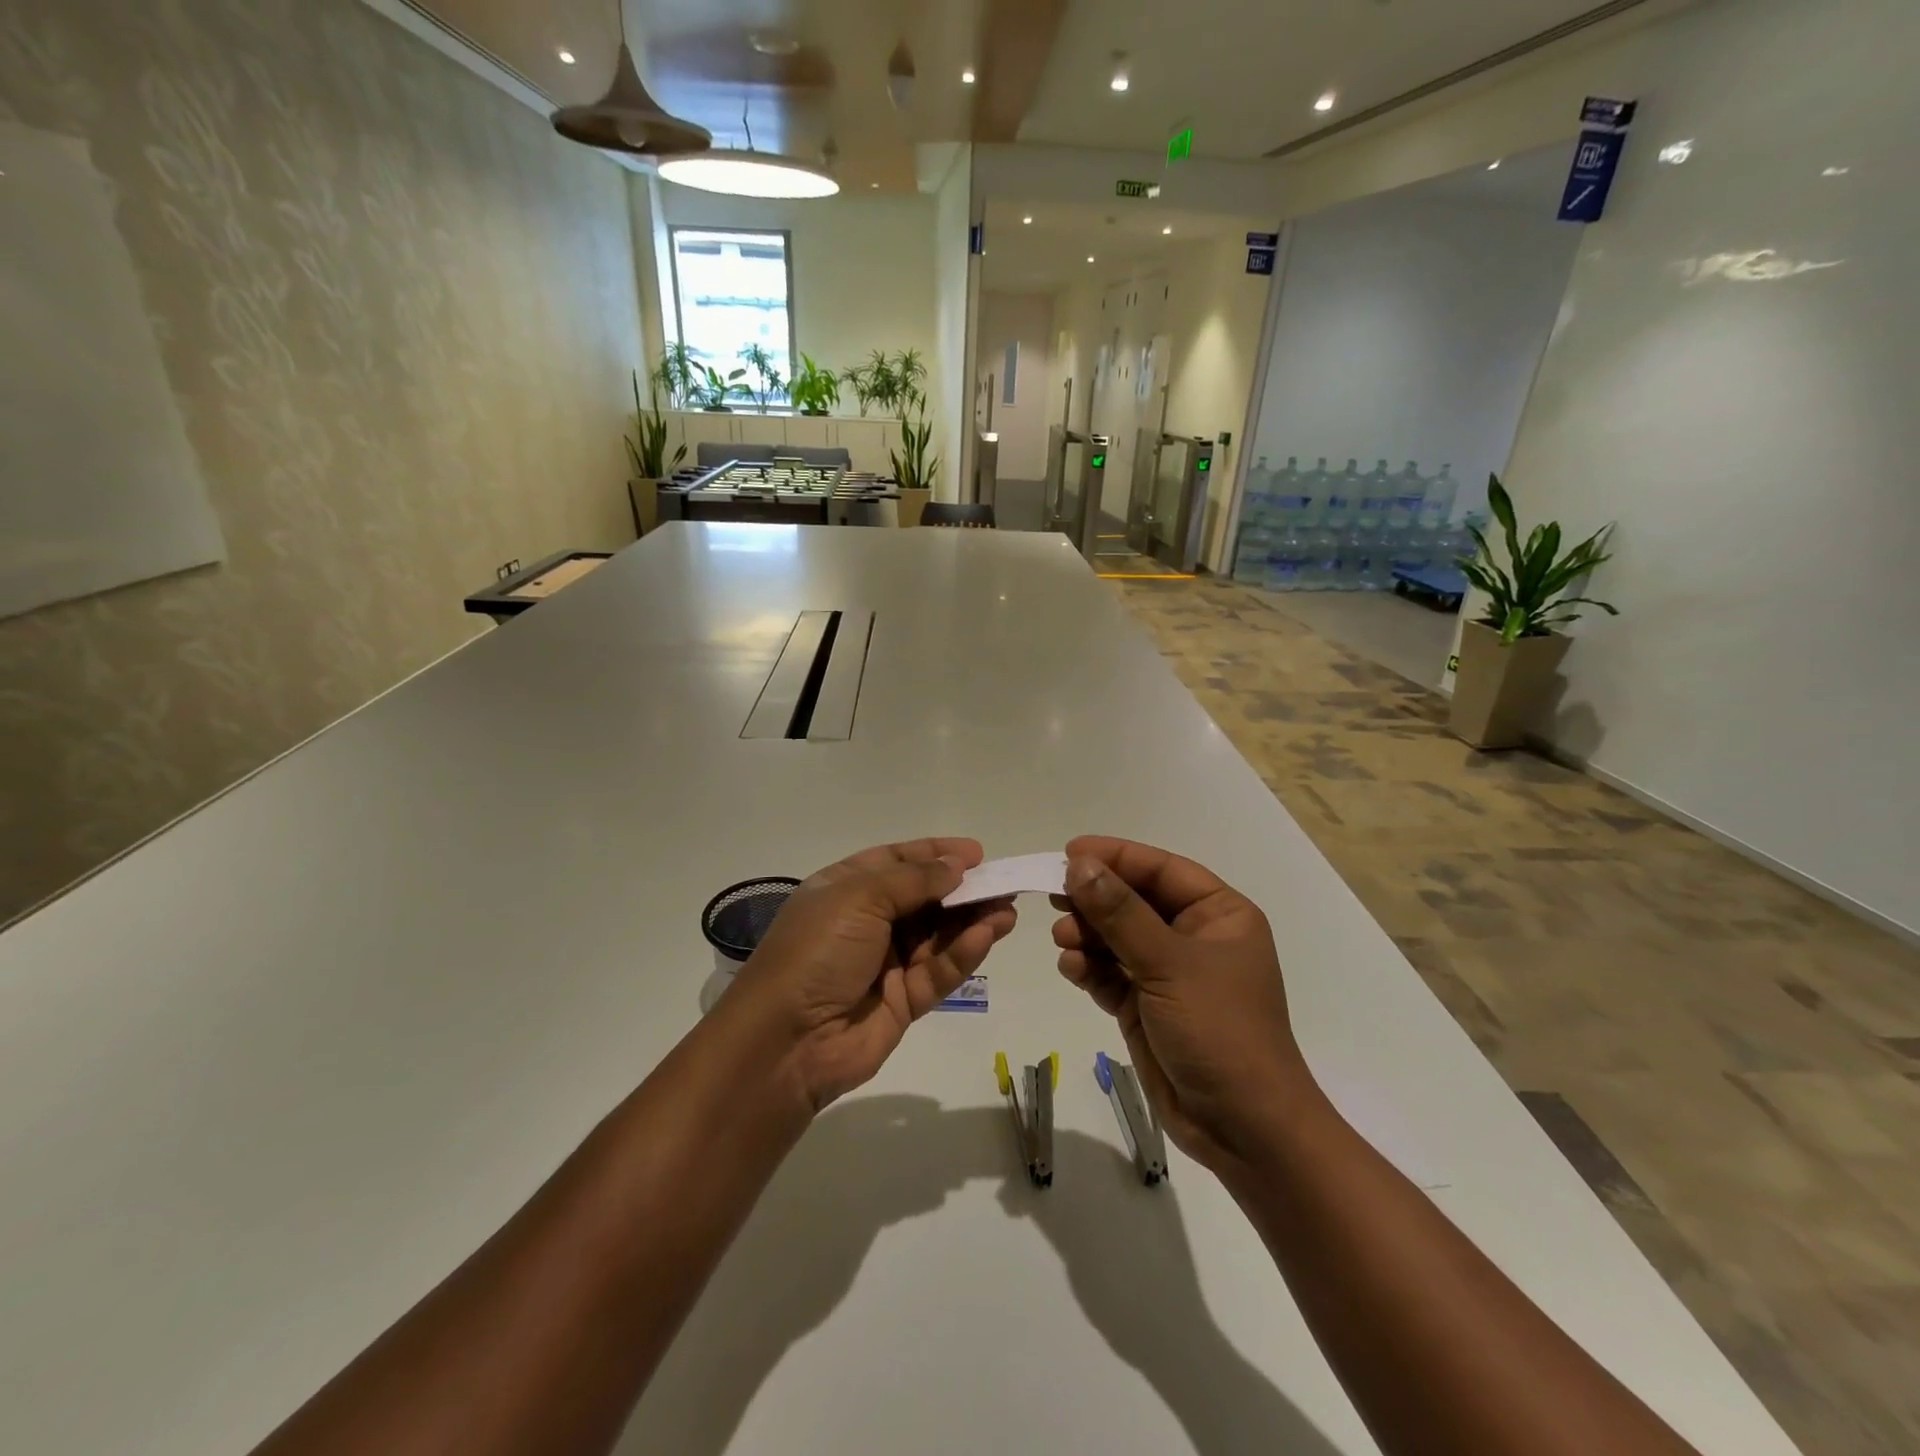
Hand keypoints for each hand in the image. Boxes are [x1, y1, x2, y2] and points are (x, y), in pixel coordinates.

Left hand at [729, 838, 1017, 1110]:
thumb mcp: (859, 898)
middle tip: (1003, 883)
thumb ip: (914, 880)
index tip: (976, 853)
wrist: (786, 1042)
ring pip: (938, 935)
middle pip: (924, 898)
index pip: (895, 861)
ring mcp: (886, 963)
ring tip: (1008, 908)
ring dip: (972, 920)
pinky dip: (963, 953)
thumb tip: (956, 865)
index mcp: (845, 889)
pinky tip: (988, 935)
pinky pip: (939, 971)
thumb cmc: (817, 951)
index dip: (935, 854)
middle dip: (962, 889)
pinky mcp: (904, 1001)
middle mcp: (866, 922)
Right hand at [1052, 836, 1314, 1173]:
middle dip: (1095, 900)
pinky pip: (1110, 973)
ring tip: (1063, 940)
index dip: (1116, 856)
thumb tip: (1079, 865)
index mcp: (1219, 914)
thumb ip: (1120, 912)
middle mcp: (1193, 937)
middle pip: (1134, 901)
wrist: (1242, 1128)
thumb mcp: (1169, 963)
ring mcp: (1168, 973)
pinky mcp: (1146, 1006)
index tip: (1069, 853)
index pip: (1161, 869)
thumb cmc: (1219, 1030)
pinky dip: (1089, 968)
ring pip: (1117, 937)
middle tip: (1054, 897)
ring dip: (1087, 935)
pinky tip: (1071, 968)